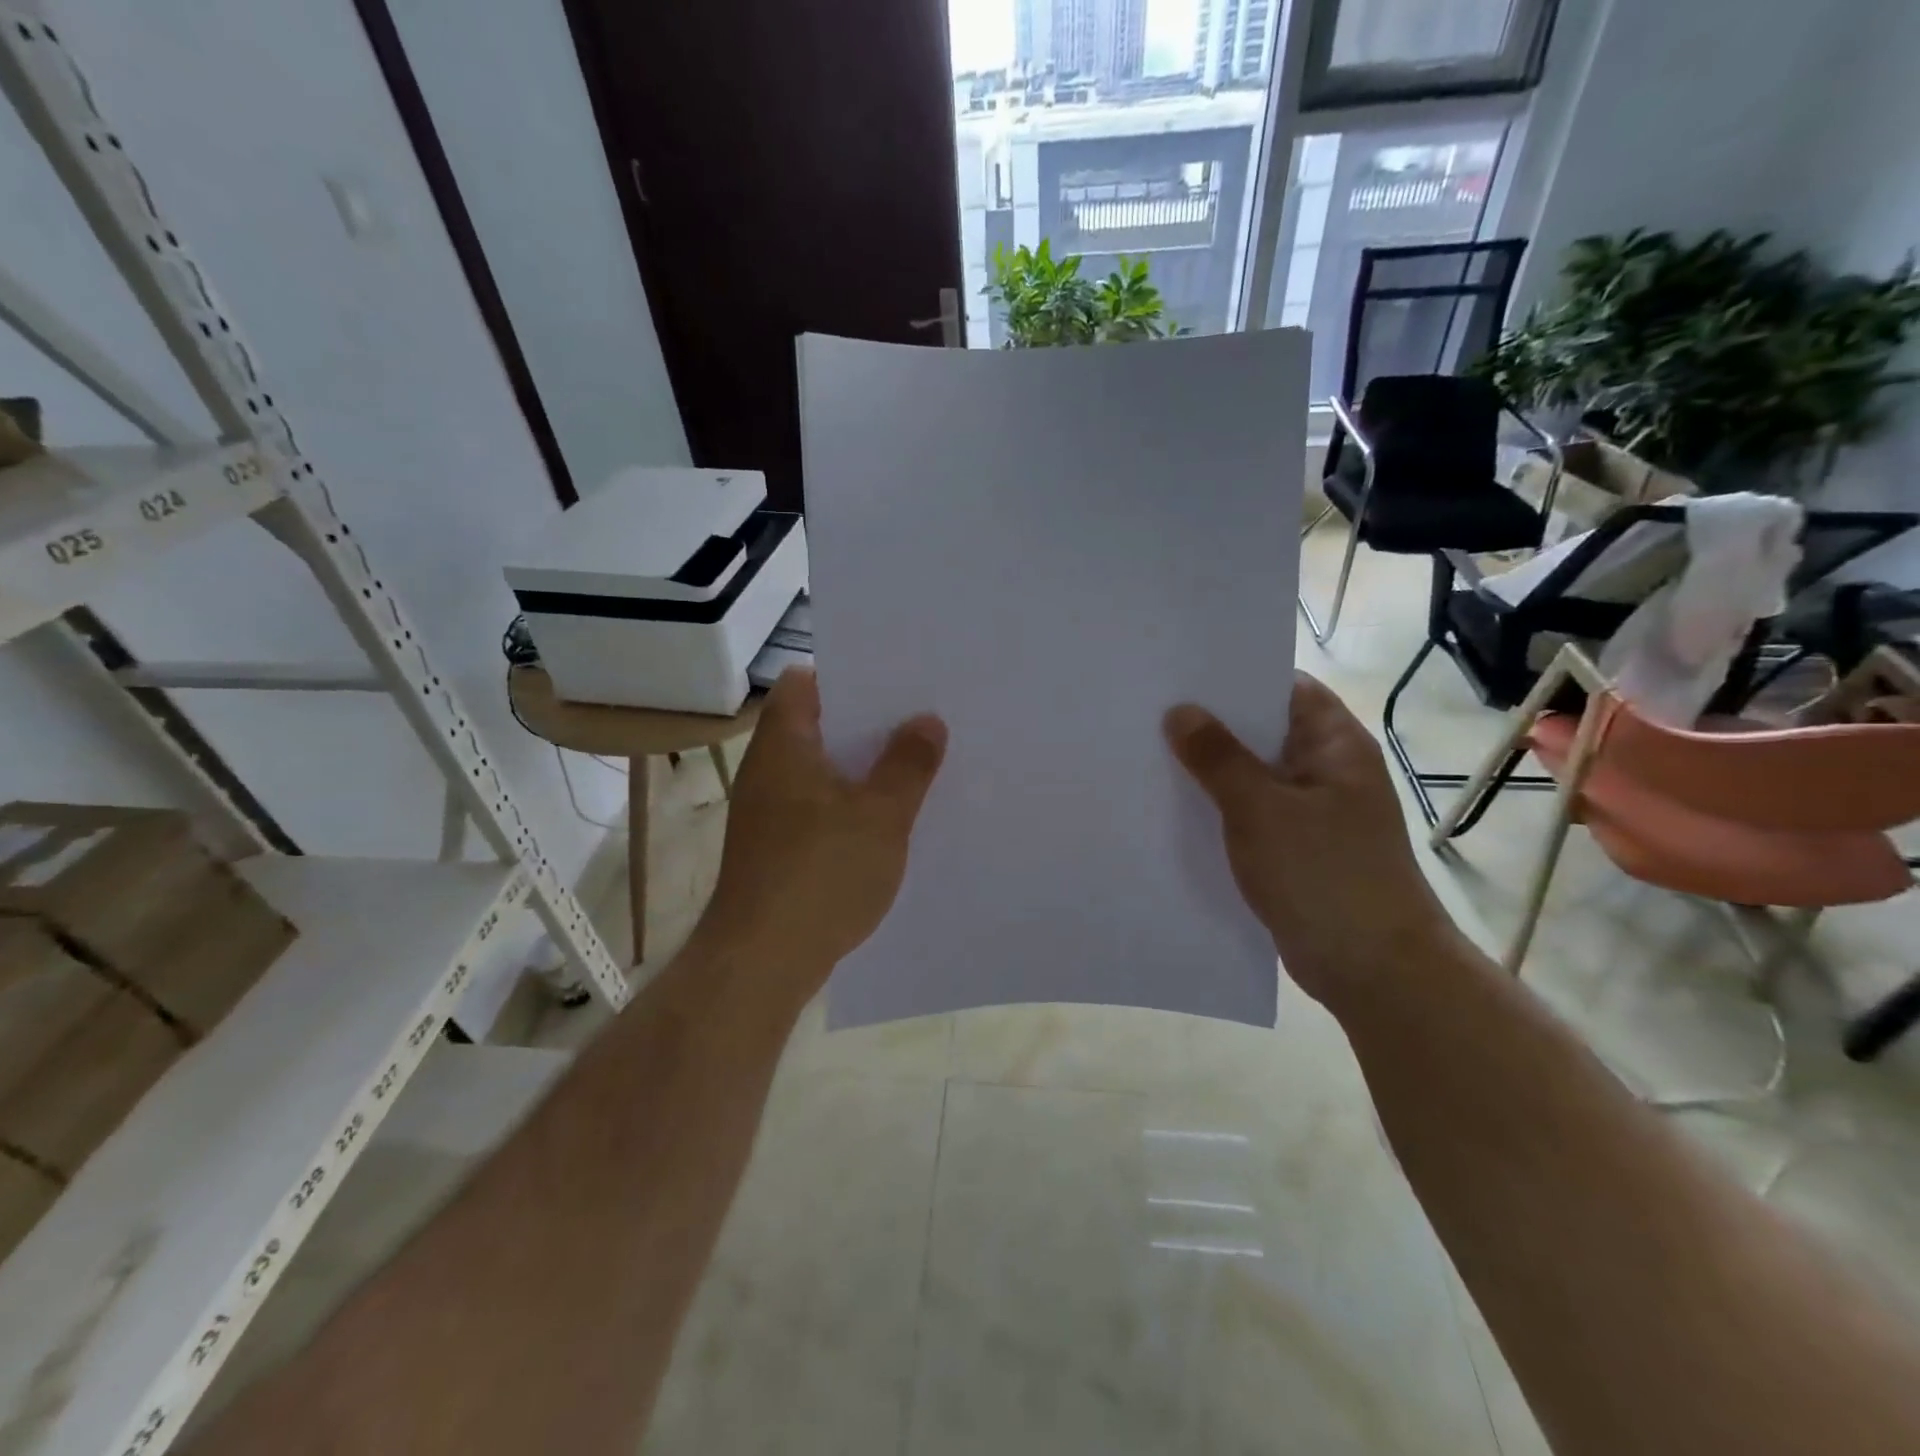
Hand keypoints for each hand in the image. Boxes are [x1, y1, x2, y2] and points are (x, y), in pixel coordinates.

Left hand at [699, 668, 946, 999]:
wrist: (762, 962)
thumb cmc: (821, 873)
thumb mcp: (881, 814)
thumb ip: (908, 763)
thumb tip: (927, 720)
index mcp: (784, 746)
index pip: (803, 683)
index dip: (846, 676)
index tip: (893, 683)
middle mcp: (768, 771)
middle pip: (817, 727)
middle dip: (867, 726)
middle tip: (919, 724)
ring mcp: (767, 813)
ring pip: (820, 772)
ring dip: (861, 770)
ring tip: (914, 769)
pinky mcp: (774, 850)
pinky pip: (817, 810)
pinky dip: (848, 807)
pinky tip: (886, 825)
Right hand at [1165, 674, 1458, 1009]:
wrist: (1374, 969)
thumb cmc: (1323, 874)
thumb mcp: (1260, 808)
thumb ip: (1217, 757)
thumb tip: (1179, 711)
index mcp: (1334, 744)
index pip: (1282, 687)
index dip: (1233, 676)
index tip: (1178, 675)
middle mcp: (1327, 769)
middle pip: (1263, 731)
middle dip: (1211, 725)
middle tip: (1148, 713)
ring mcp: (1314, 811)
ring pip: (1253, 776)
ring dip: (1211, 771)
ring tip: (1149, 756)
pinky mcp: (1299, 848)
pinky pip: (1253, 815)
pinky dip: (1221, 809)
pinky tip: (1176, 810)